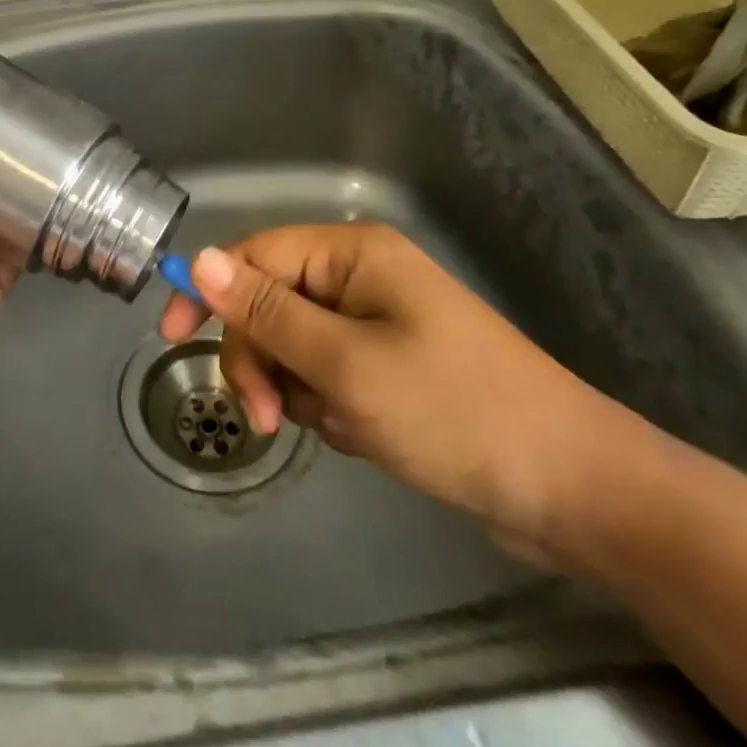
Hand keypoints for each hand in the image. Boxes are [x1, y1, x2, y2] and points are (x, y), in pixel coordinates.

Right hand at [159, 224, 638, 561]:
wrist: (575, 491)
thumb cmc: (455, 411)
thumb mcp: (346, 364)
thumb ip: (266, 313)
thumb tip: (199, 258)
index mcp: (352, 254)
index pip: (255, 257)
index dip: (209, 292)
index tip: (171, 340)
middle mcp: (359, 277)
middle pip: (269, 304)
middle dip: (261, 359)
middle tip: (270, 419)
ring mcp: (376, 322)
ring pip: (293, 346)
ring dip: (298, 389)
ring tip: (340, 427)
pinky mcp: (389, 365)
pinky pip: (326, 375)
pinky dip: (330, 407)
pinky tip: (363, 435)